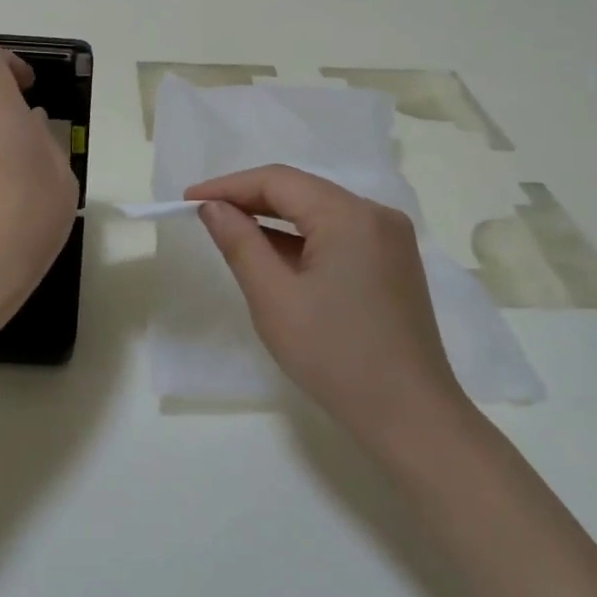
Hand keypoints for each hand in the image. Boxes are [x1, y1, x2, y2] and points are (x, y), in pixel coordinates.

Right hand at [185, 165, 471, 446]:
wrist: (409, 416)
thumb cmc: (334, 355)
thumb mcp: (274, 298)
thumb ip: (240, 243)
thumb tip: (213, 207)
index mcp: (349, 215)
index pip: (278, 181)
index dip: (229, 186)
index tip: (188, 200)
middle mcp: (376, 214)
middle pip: (302, 190)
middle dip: (250, 199)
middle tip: (203, 214)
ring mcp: (390, 238)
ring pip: (320, 212)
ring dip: (275, 219)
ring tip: (230, 231)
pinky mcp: (393, 262)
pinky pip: (338, 233)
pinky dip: (302, 238)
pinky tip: (273, 254)